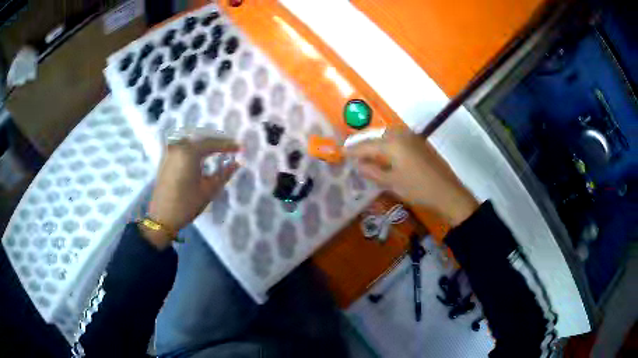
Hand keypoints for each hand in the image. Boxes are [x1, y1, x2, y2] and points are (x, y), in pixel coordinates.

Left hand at [143, 138, 239, 247]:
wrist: (162, 217)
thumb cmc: (187, 204)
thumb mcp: (209, 190)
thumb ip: (224, 174)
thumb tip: (237, 163)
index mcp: (190, 152)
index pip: (213, 144)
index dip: (228, 145)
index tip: (240, 148)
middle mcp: (178, 147)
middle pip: (201, 140)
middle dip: (216, 142)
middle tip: (230, 147)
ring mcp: (170, 152)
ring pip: (191, 142)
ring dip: (204, 145)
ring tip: (217, 150)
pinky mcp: (165, 159)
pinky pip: (182, 147)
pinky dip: (193, 149)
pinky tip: (200, 155)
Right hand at [346, 128, 478, 226]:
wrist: (447, 192)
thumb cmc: (418, 189)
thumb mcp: (392, 183)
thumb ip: (372, 171)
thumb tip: (358, 164)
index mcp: (392, 143)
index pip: (366, 145)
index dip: (352, 150)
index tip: (340, 152)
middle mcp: (401, 134)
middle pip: (376, 136)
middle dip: (362, 143)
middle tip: (350, 151)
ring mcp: (412, 136)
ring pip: (387, 135)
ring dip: (375, 141)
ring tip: (365, 152)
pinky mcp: (419, 142)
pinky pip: (397, 137)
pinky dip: (386, 143)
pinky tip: (384, 152)